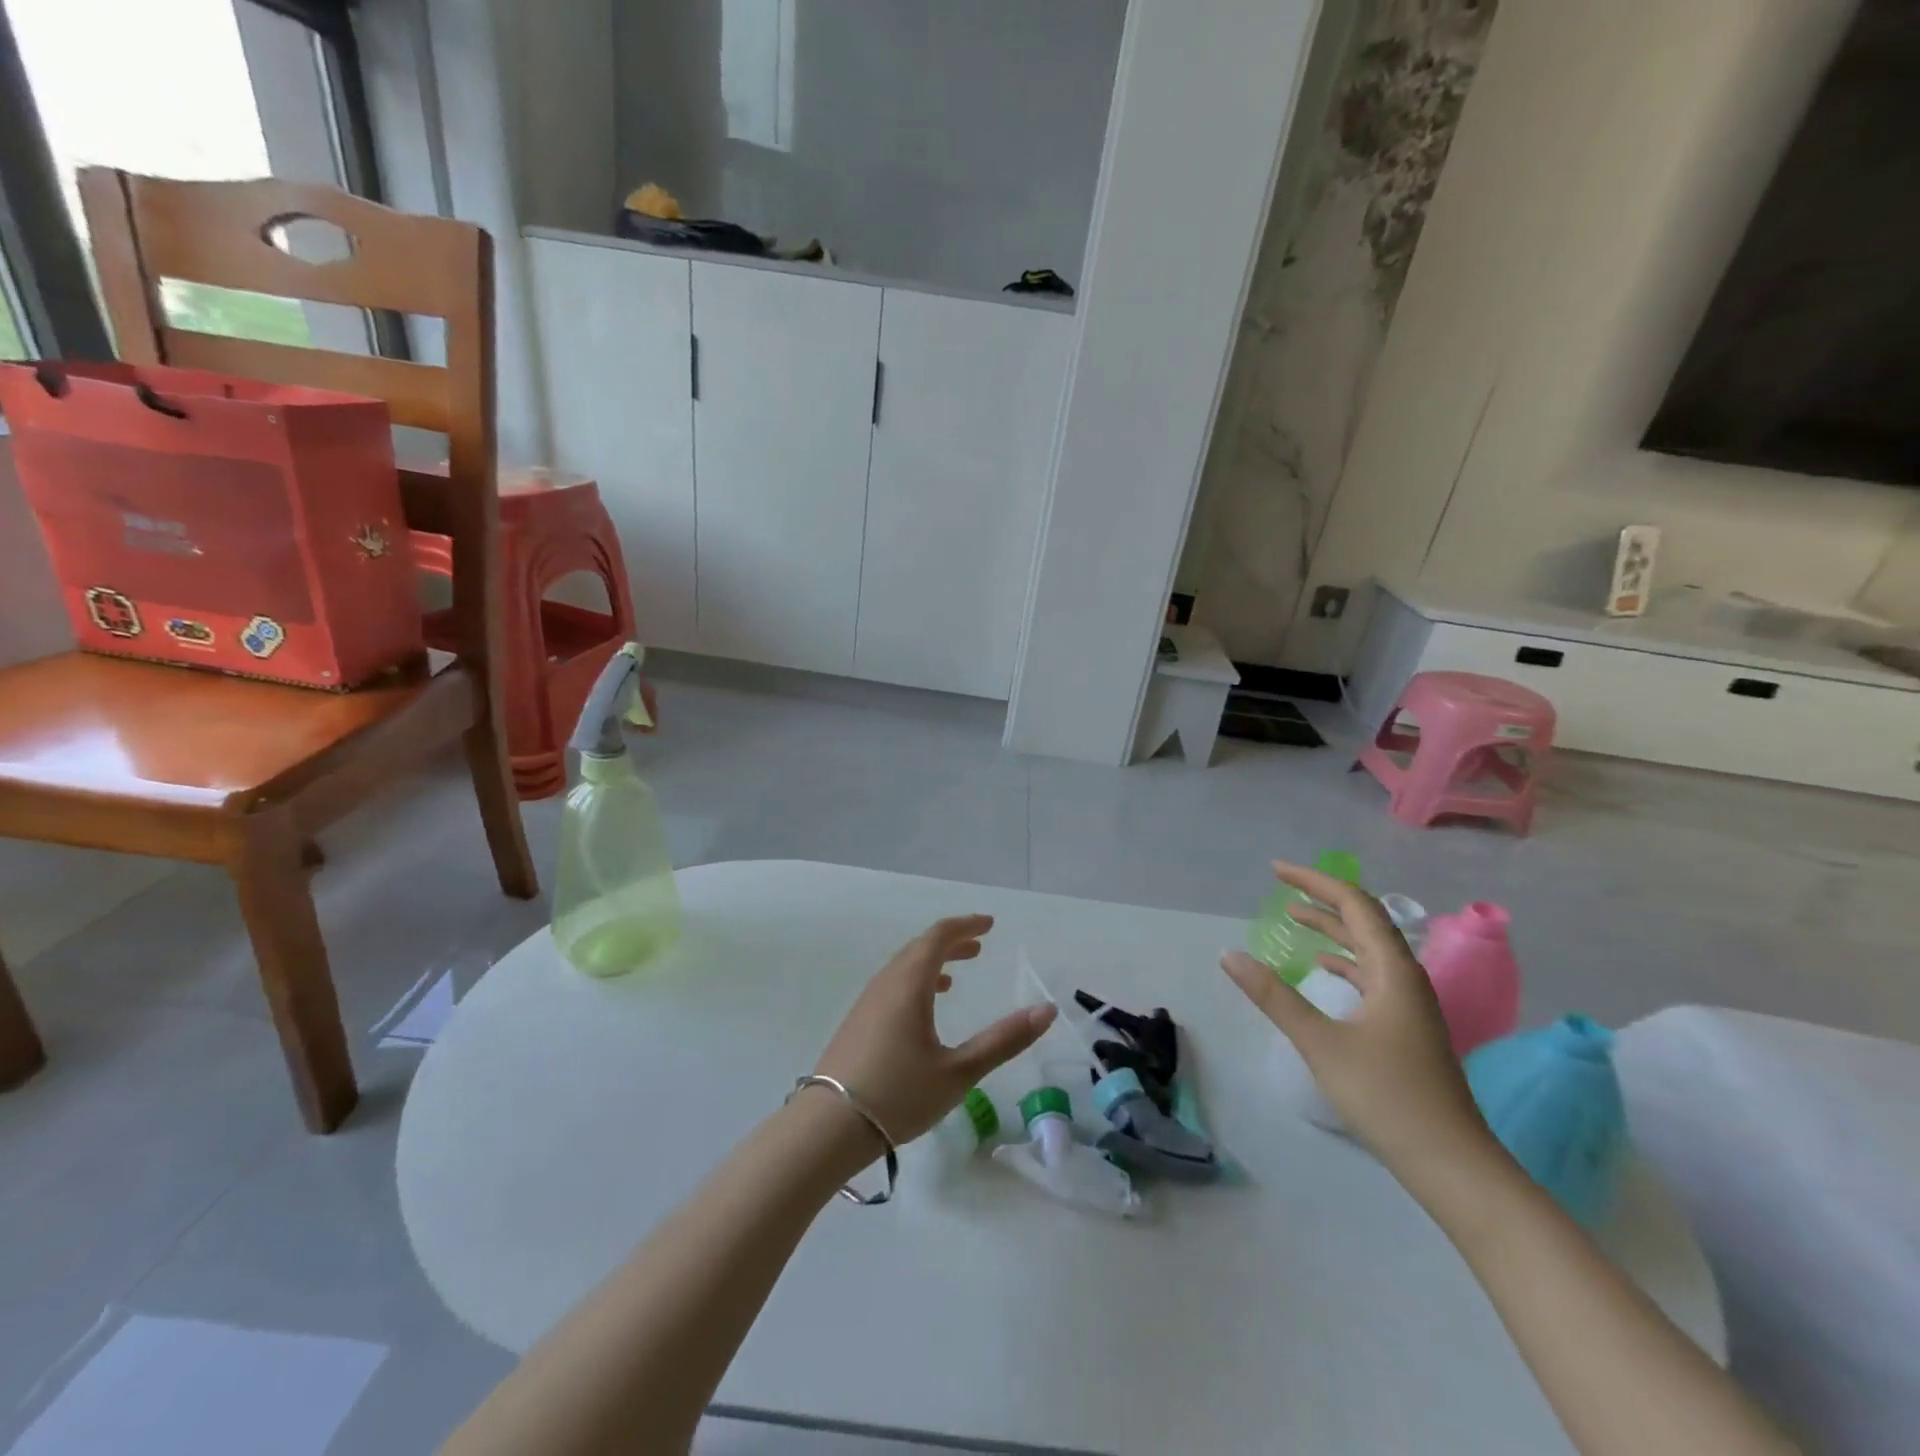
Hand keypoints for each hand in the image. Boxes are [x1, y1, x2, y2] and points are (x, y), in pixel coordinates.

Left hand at [813, 915, 1055, 1146]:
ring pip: (902, 968)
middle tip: (979, 945)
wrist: (827, 1128)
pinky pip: (891, 986)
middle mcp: (885, 984)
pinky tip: (922, 1009)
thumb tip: (1047, 1010)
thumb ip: (1003, 1040)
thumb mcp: (959, 1072)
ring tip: (955, 975)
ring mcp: (866, 1003)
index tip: (990, 924)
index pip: (938, 937)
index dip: (965, 926)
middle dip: (951, 942)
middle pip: (919, 948)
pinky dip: (914, 982)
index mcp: (909, 984)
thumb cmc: (899, 1095)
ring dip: (931, 962)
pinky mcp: (857, 1023)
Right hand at [1221, 863, 1491, 1179]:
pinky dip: (1344, 961)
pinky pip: (1372, 975)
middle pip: (1365, 921)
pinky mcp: (1406, 1027)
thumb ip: (1274, 996)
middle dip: (1323, 899)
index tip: (1276, 871)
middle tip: (1281, 886)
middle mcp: (1406, 977)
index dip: (1315, 882)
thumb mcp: (1321, 1042)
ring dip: (1334, 929)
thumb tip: (1229, 955)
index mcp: (1393, 971)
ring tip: (1296, 918)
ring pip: (1369, 949)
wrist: (1450, 1163)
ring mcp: (1410, 1004)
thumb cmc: (1386, 1096)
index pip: (1354, 905)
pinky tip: (1323, 969)